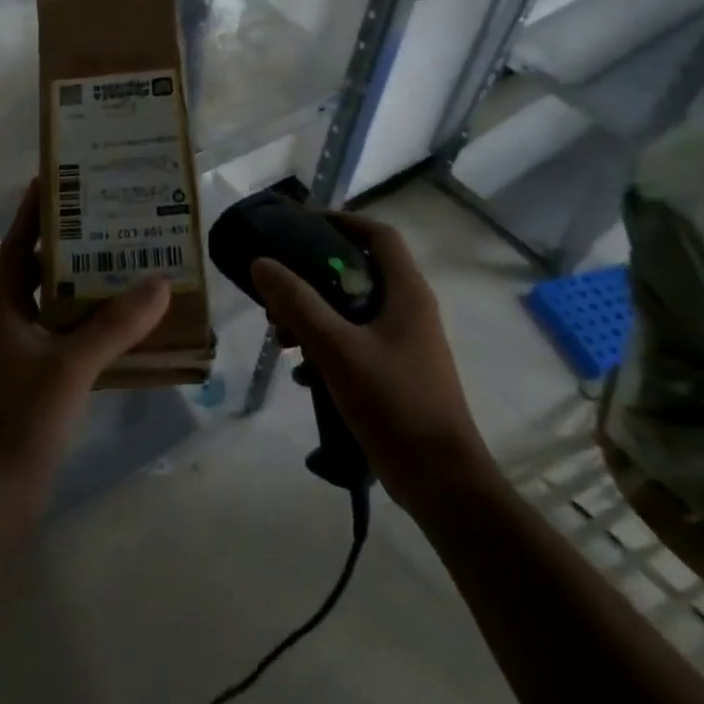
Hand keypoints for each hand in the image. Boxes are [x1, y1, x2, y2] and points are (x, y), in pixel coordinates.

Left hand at [0, 180, 169, 511]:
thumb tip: (159, 282)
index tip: (54, 182)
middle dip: (74, 248)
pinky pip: (81, 347)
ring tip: (136, 268)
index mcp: (10, 309)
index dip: (31, 215)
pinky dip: (104, 335)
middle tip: (114, 222)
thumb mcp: (68, 365)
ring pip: (66, 312)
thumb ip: (114, 326)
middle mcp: (19, 327)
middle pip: (45, 274)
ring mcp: (32, 360)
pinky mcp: (47, 390)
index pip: (16, 247)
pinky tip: (136, 334)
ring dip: (94, 291)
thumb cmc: (18, 418)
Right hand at [250, 213, 491, 514]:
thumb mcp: (338, 349)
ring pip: (352, 309)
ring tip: (281, 333)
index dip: (341, 221)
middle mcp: (409, 310)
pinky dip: (326, 345)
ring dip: (314, 313)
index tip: (300, 225)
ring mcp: (404, 343)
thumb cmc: (394, 404)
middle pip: (358, 271)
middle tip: (278, 287)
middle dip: (313, 275)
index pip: (378, 235)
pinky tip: (300, 371)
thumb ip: (298, 304)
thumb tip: (261, 262)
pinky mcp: (395, 372)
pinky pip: (354, 341)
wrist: (442, 482)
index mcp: (406, 293)